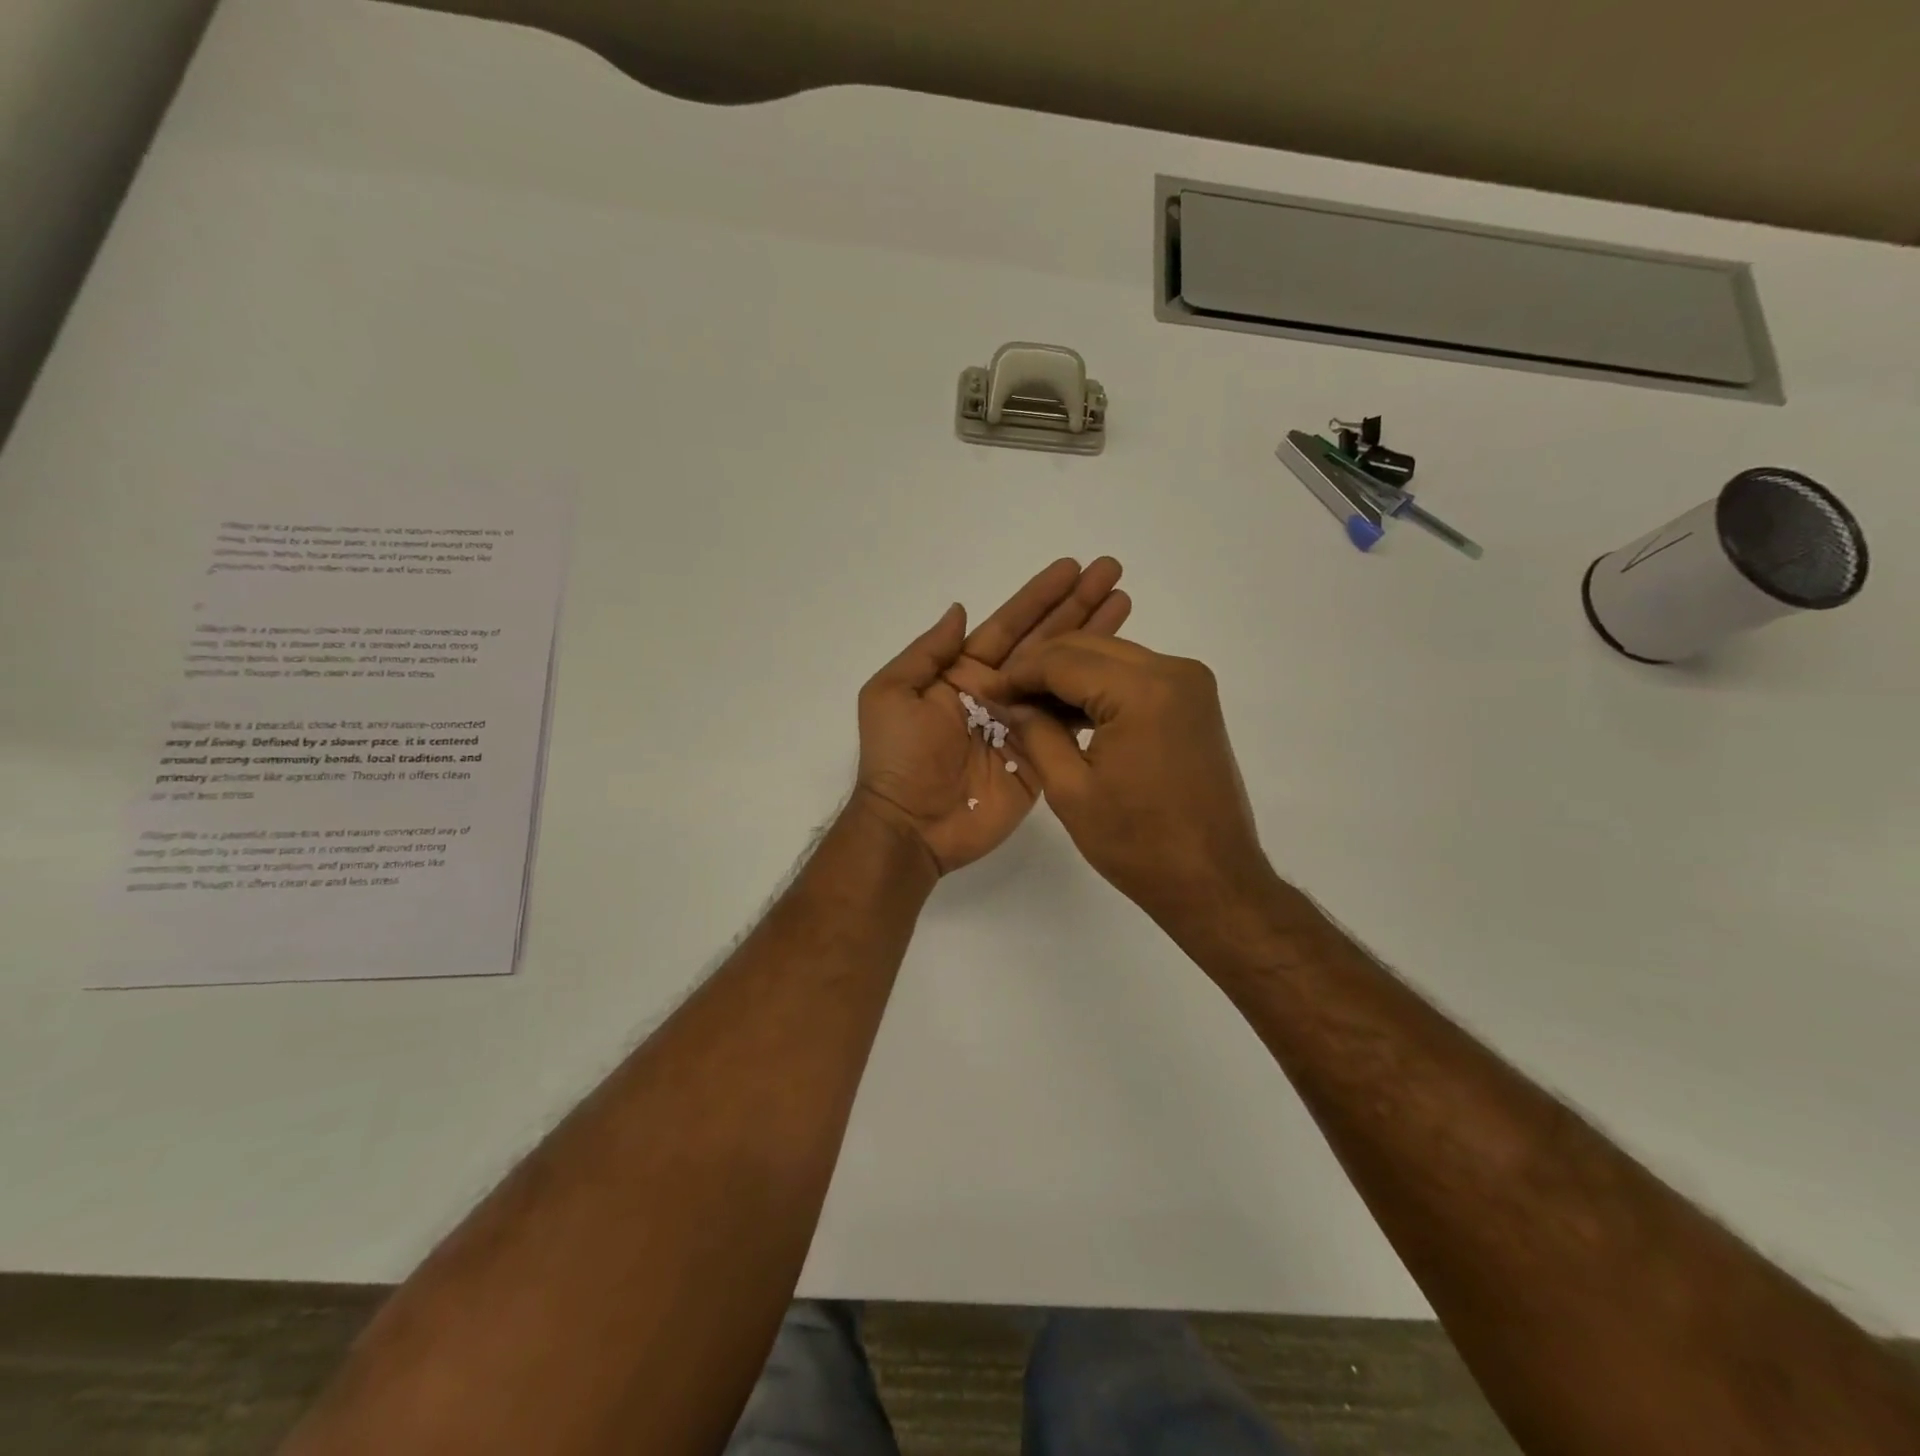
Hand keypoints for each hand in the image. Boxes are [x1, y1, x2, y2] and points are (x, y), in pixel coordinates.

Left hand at [853, 559, 1129, 874]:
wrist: (912, 826)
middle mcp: (998, 691)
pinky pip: (1070, 721)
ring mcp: (1023, 724)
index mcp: (963, 672)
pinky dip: (1094, 695)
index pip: (1009, 625)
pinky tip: (1121, 669)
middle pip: (1045, 642)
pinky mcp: (1042, 757)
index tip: (1072, 567)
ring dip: (1095, 641)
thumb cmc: (898, 757)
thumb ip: (927, 652)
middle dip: (1077, 607)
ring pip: (1065, 675)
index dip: (1039, 596)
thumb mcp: (892, 694)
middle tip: (1111, 572)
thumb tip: (961, 609)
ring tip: (1126, 604)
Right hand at [998, 634, 1273, 930]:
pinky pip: (1136, 675)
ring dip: (1071, 674)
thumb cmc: (1138, 843)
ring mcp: (1190, 682)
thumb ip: (1036, 732)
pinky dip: (1101, 686)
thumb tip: (1011, 701)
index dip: (1019, 673)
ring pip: (1112, 656)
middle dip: (1042, 667)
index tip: (987, 690)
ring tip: (1032, 706)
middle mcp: (1173, 670)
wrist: (1213, 879)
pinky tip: (1072, 712)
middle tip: (1006, 696)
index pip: (1063, 661)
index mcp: (1142, 691)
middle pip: (1090, 648)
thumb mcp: (1070, 789)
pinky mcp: (1195, 699)